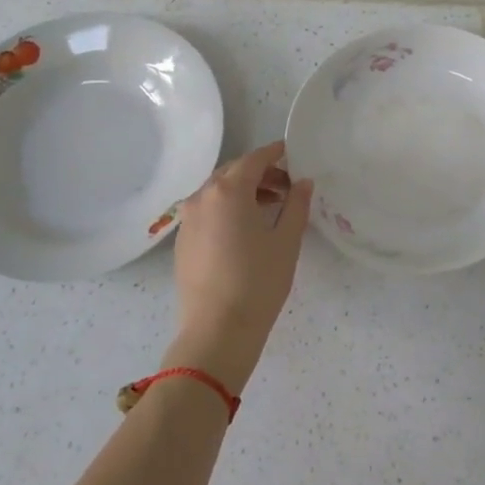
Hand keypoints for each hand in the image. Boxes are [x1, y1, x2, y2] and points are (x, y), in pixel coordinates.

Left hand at [167, 140, 313, 391]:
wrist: (216, 331)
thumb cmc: (258, 282)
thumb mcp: (287, 241)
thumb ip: (296, 204)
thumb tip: (302, 182)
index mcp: (229, 190)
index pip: (254, 159)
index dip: (275, 153)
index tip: (292, 153)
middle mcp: (202, 197)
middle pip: (233, 172)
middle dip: (260, 173)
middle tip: (287, 186)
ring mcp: (188, 219)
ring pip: (217, 191)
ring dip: (243, 191)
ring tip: (269, 207)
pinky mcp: (182, 241)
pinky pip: (207, 211)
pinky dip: (227, 209)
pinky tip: (245, 229)